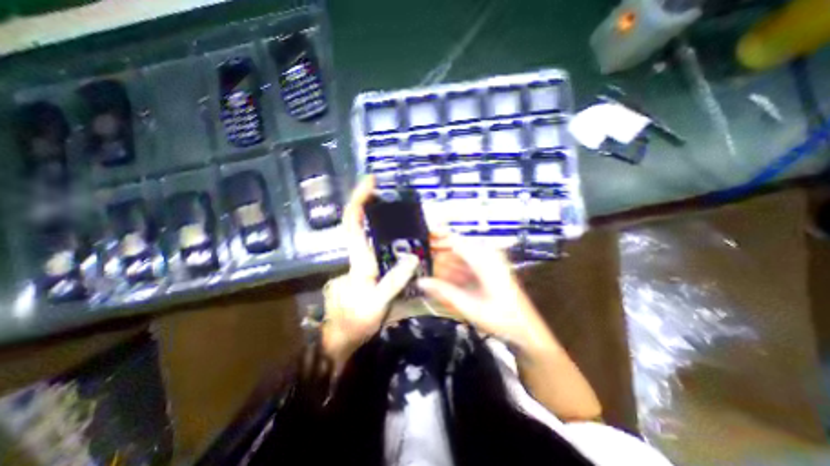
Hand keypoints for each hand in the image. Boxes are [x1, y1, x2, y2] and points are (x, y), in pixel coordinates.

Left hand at [320, 176, 418, 368]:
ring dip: (378, 216)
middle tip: (389, 191)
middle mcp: (357, 254)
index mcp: (358, 259)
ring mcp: (361, 260)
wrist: (341, 338)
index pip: (352, 221)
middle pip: (358, 221)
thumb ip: (394, 281)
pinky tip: (401, 235)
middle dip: (369, 202)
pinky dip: (385, 234)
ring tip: (400, 209)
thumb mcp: (376, 303)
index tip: (371, 181)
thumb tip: (412, 256)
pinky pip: (375, 244)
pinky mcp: (367, 267)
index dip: (359, 199)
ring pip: (367, 232)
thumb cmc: (355, 322)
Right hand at [419, 235, 552, 354]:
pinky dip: (456, 270)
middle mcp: (487, 255)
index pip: (455, 240)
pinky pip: (468, 263)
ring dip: (447, 265)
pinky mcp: (489, 267)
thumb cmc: (500, 318)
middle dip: (440, 256)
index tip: (422, 242)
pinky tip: (450, 282)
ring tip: (435, 278)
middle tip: (425, 266)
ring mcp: (490, 260)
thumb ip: (444, 292)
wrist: (524, 328)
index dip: (437, 239)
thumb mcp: (469, 306)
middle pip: (456, 247)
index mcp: (484, 260)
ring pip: (461, 255)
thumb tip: (422, 282)